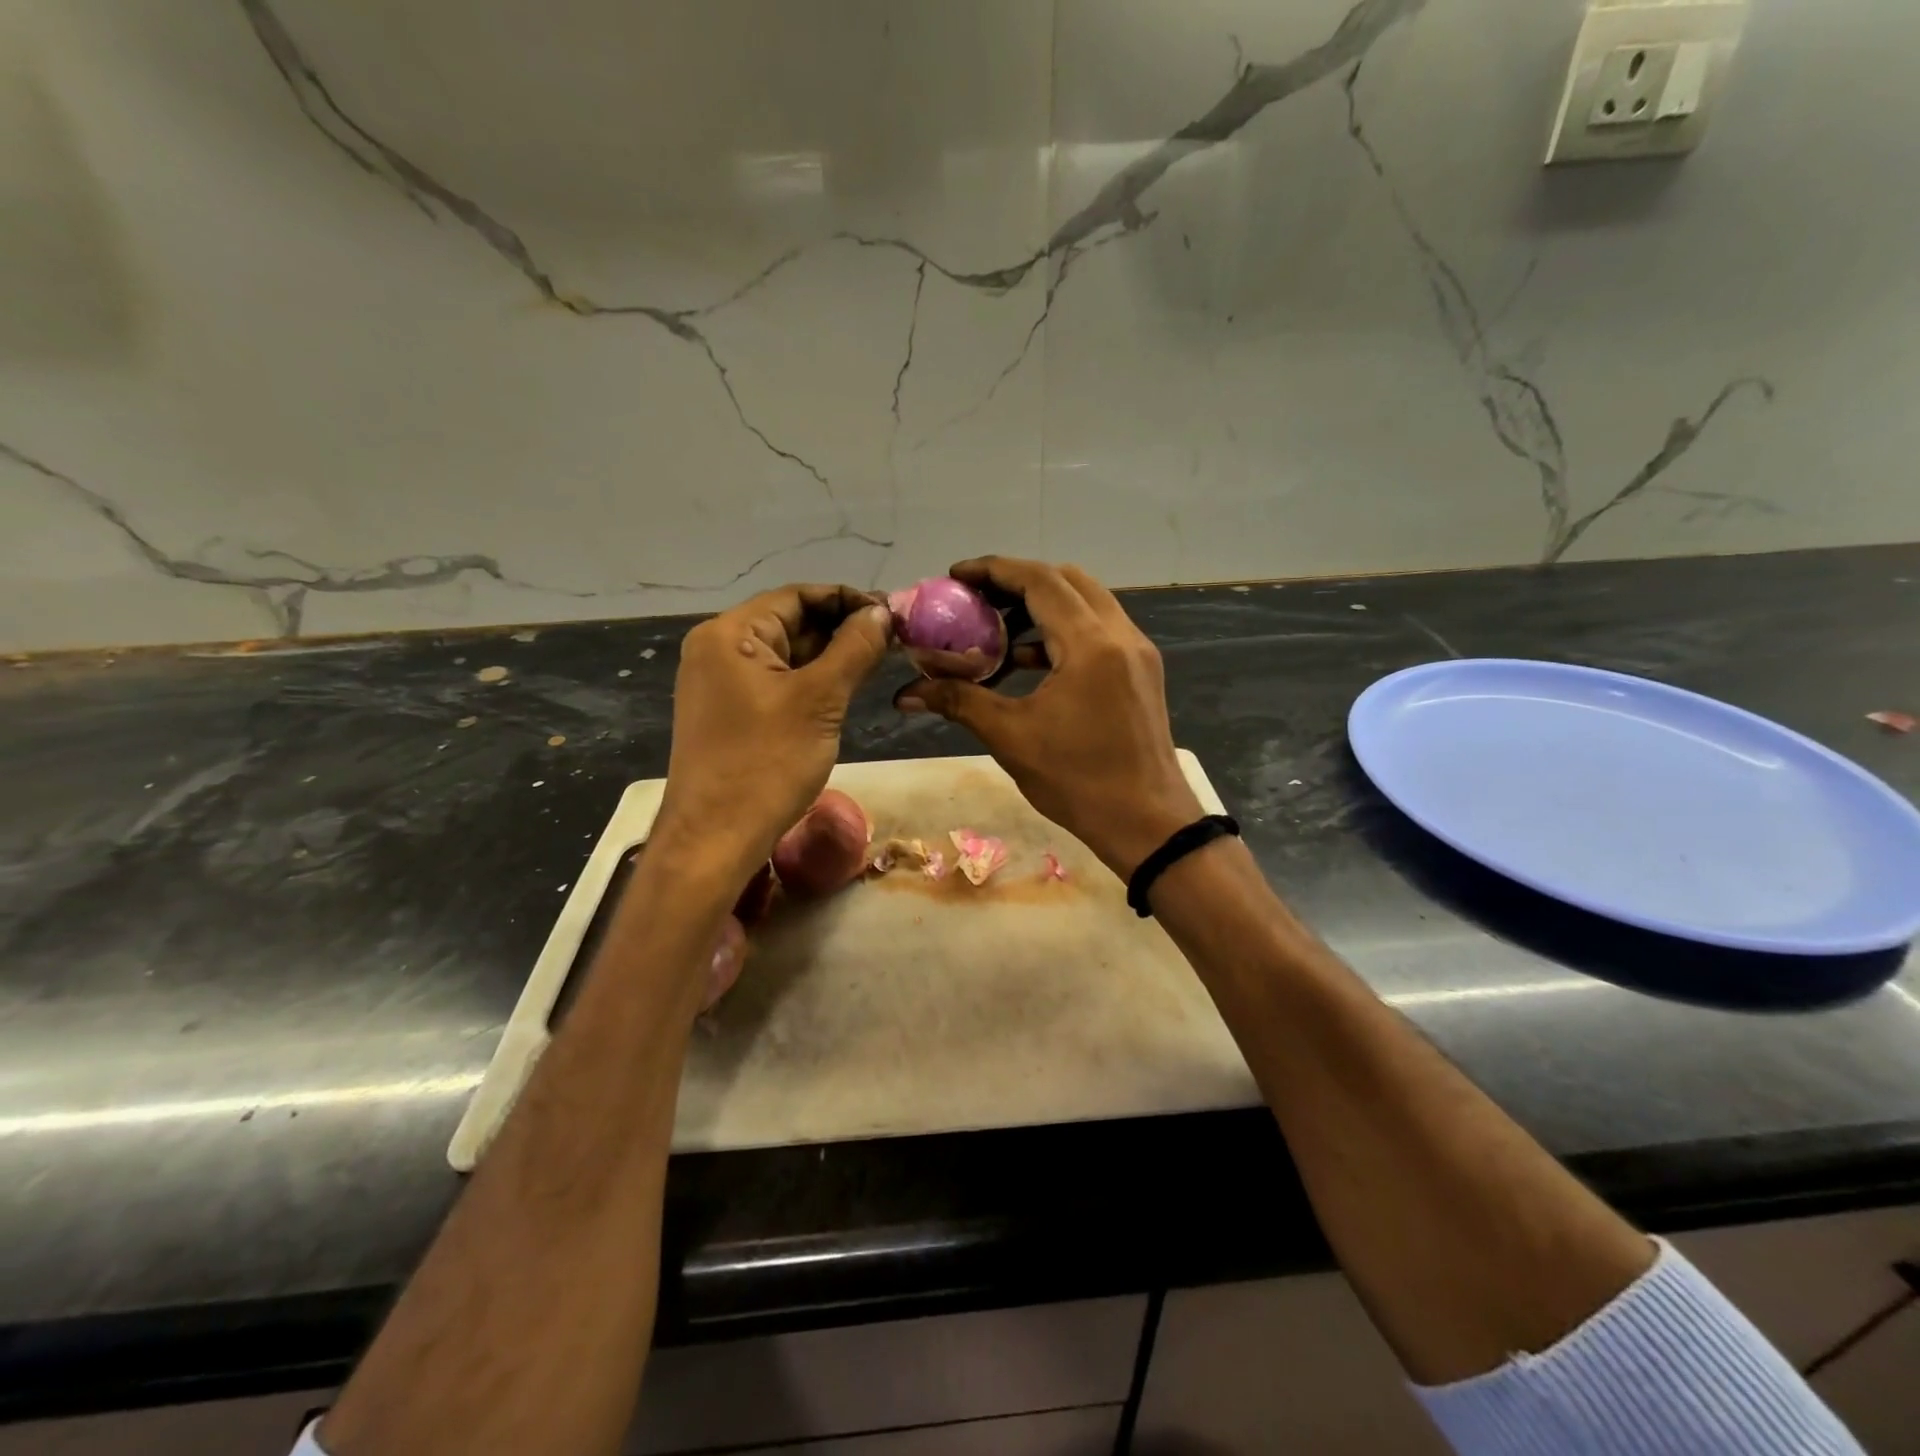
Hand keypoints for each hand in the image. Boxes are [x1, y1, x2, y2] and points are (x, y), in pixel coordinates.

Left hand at [658, 585, 891, 879]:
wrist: (715, 838)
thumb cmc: (767, 764)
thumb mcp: (820, 700)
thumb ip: (854, 648)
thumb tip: (882, 612)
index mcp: (730, 634)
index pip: (797, 596)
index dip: (847, 600)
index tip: (892, 615)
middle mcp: (717, 648)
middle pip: (790, 622)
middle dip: (841, 629)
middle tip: (892, 642)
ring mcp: (720, 682)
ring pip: (785, 654)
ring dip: (829, 656)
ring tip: (877, 663)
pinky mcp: (728, 712)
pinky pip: (775, 681)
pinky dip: (810, 681)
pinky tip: (844, 689)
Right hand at [894, 558, 1201, 878]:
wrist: (1147, 823)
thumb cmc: (1078, 781)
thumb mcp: (1012, 738)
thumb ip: (959, 701)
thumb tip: (906, 693)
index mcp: (1091, 644)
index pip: (1040, 581)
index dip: (994, 571)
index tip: (956, 577)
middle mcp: (1120, 635)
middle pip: (1067, 581)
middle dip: (1017, 583)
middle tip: (976, 601)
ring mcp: (1136, 652)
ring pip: (1086, 603)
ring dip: (1040, 607)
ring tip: (995, 630)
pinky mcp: (1141, 671)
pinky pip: (1097, 630)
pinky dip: (1061, 632)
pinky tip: (1027, 662)